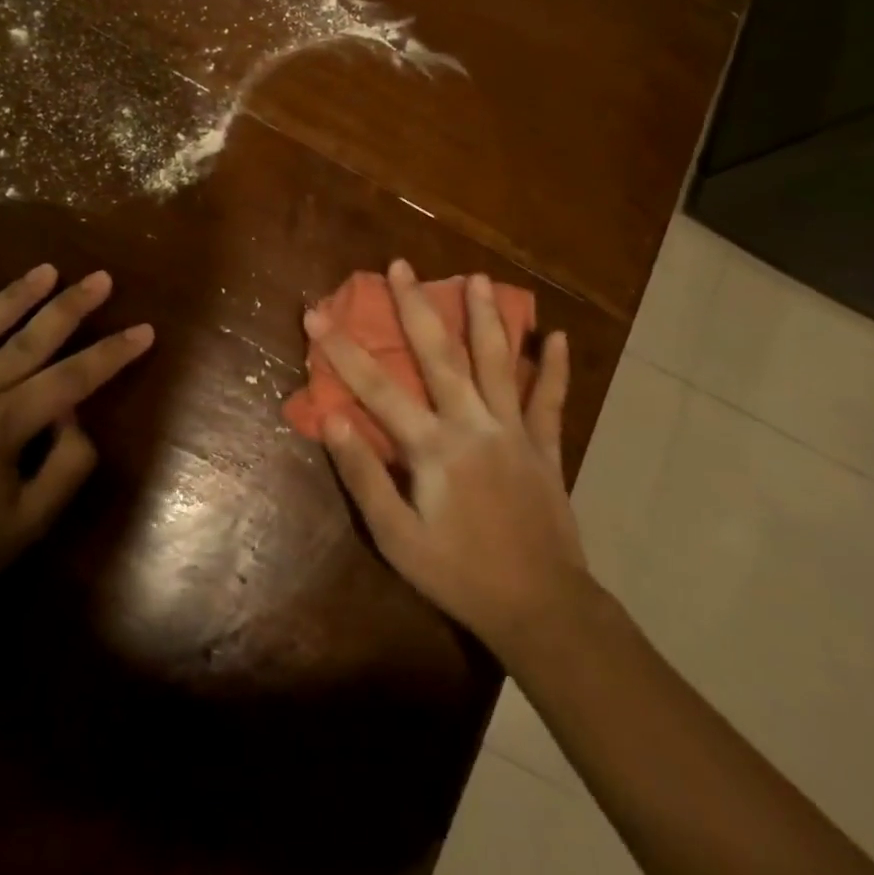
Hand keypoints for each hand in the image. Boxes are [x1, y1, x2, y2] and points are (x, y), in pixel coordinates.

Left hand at [0, 266, 154, 593]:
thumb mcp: (29, 525)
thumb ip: (66, 466)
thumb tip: (73, 416)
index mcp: (3, 425)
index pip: (73, 379)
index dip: (113, 354)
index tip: (144, 329)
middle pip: (30, 341)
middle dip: (71, 307)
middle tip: (100, 277)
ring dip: (12, 297)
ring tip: (44, 270)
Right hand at [311, 260, 586, 658]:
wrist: (541, 608)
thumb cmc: (458, 574)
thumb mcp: (396, 537)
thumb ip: (363, 475)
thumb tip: (331, 419)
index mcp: (433, 447)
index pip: (376, 387)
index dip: (341, 349)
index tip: (315, 313)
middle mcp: (473, 425)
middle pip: (440, 355)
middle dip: (415, 307)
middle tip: (401, 265)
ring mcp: (514, 432)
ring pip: (498, 363)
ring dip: (485, 317)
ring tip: (476, 277)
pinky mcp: (545, 447)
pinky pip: (551, 400)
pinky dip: (555, 368)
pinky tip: (558, 336)